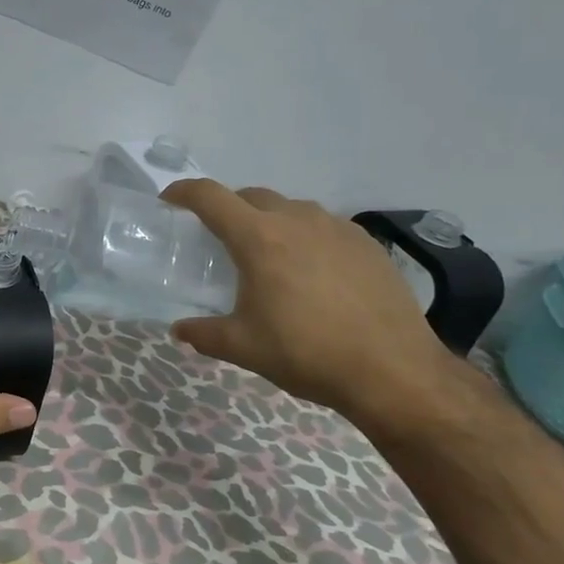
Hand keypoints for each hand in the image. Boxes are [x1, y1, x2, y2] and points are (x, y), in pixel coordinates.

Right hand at [162, 180, 456, 421]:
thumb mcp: (243, 347)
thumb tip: (180, 330)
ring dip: (269, 221)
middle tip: (218, 239)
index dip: (184, 192)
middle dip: (228, 208)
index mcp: (259, 238)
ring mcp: (337, 228)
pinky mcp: (367, 243)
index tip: (169, 201)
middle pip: (251, 196)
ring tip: (267, 256)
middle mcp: (297, 220)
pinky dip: (305, 237)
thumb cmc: (307, 353)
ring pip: (290, 208)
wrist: (393, 371)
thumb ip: (204, 334)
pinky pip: (324, 226)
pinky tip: (311, 272)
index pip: (211, 197)